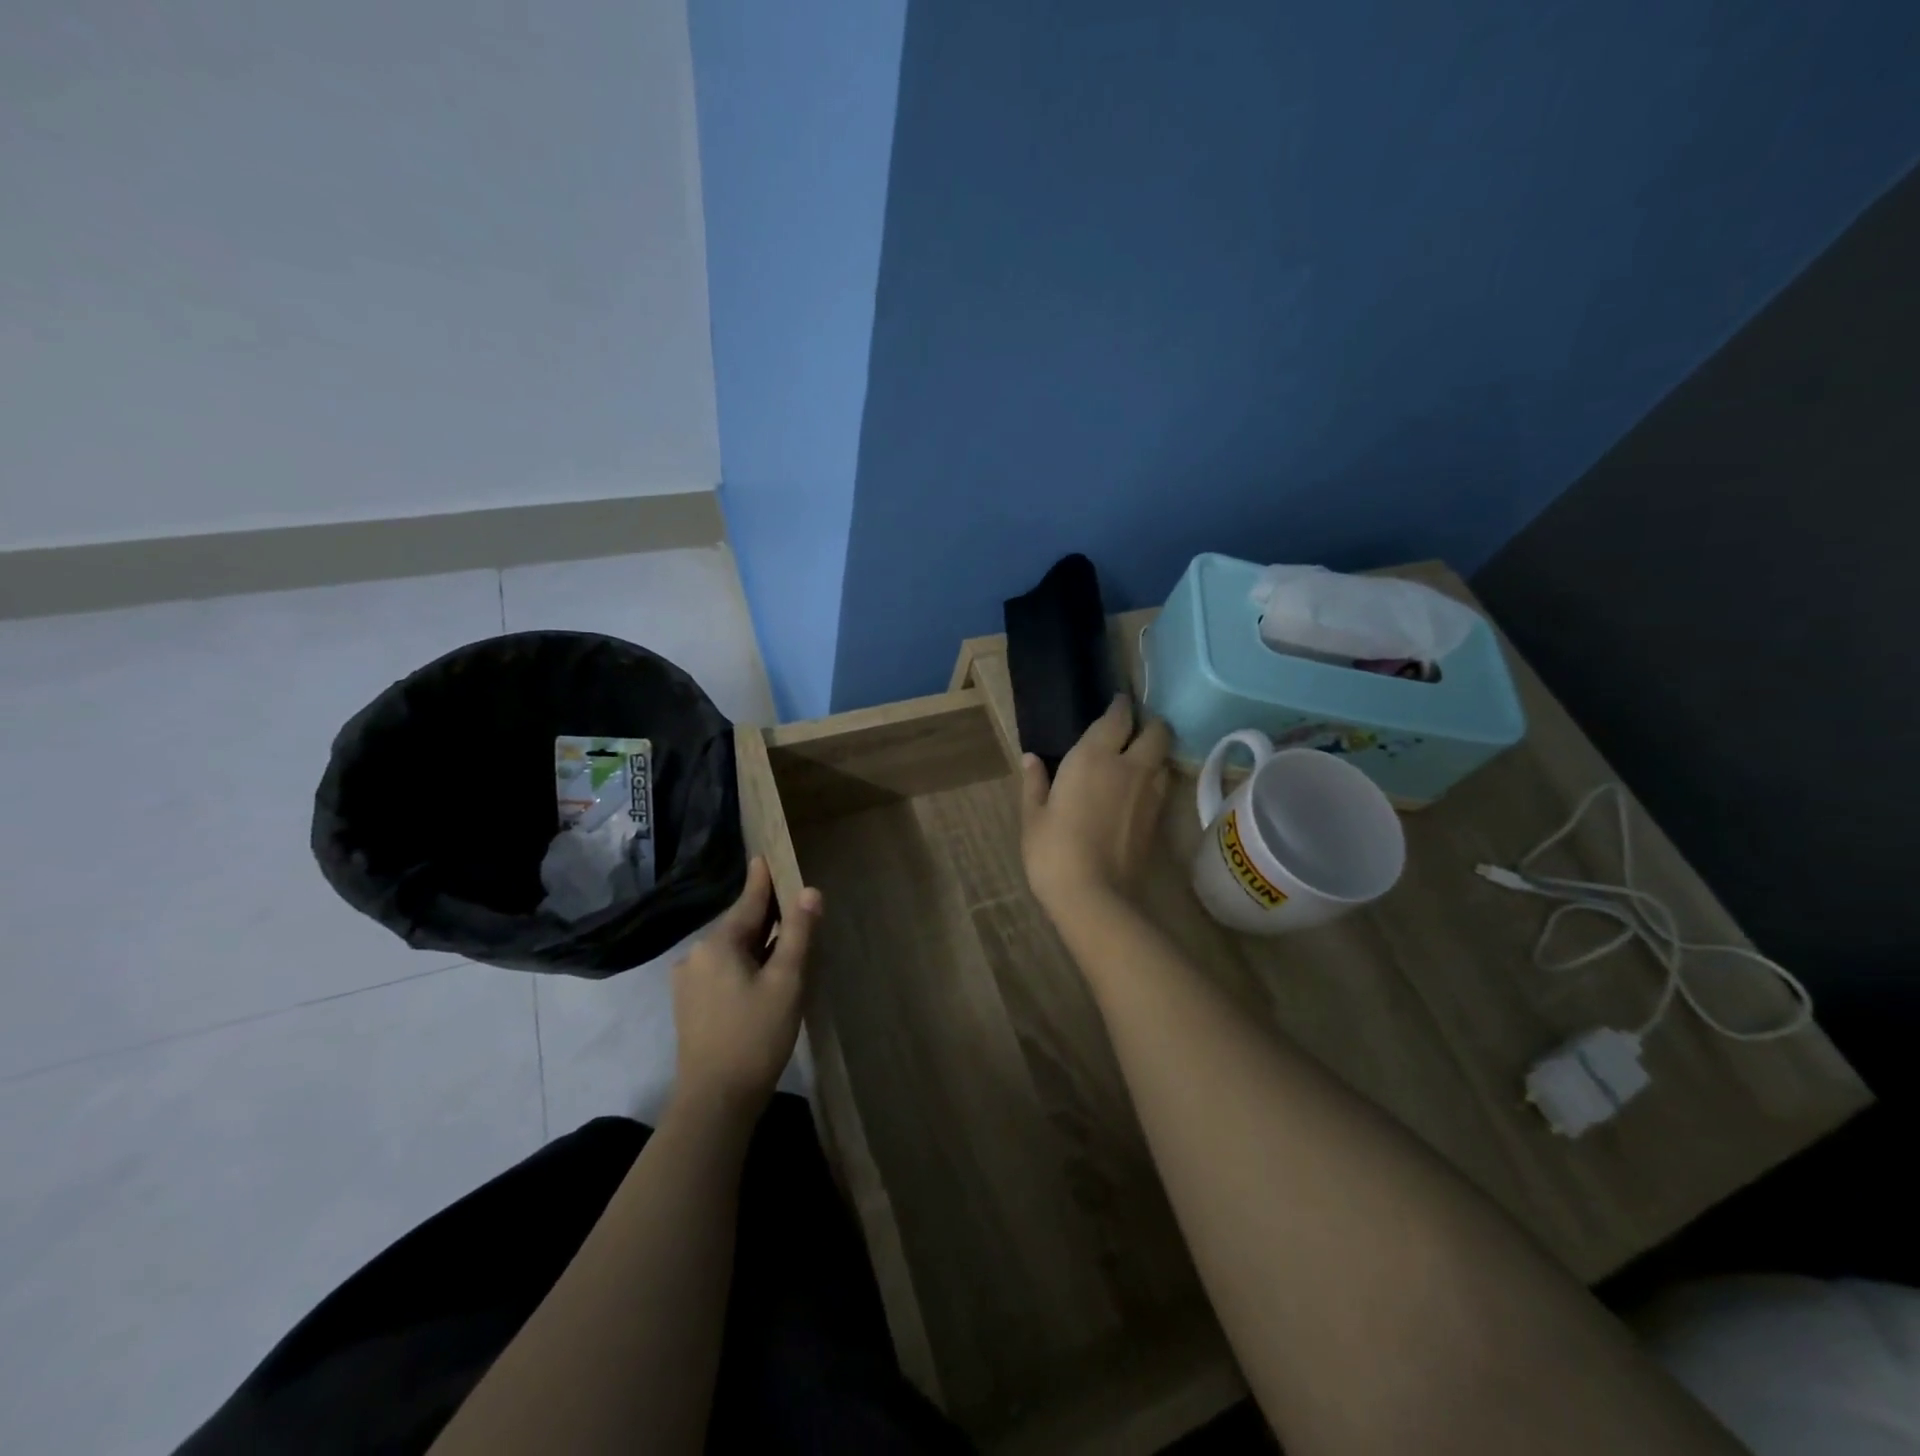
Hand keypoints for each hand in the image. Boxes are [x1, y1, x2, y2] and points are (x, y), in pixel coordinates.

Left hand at [671, 856, 820, 1121]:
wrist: (715, 1101)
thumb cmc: (755, 1035)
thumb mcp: (786, 981)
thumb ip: (797, 933)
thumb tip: (810, 891)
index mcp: (718, 944)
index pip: (748, 901)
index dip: (762, 879)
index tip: (766, 854)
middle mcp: (696, 955)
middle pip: (739, 925)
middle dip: (765, 914)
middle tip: (792, 900)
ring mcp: (689, 982)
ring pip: (731, 950)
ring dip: (757, 942)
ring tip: (785, 938)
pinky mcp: (690, 1005)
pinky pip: (723, 970)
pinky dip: (745, 963)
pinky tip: (763, 974)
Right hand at [1020, 695, 1171, 916]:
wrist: (1095, 897)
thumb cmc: (1053, 852)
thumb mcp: (1034, 817)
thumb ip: (1035, 783)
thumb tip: (1030, 759)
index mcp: (1094, 757)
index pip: (1118, 717)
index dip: (1120, 706)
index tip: (1117, 703)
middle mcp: (1130, 767)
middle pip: (1156, 730)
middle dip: (1148, 723)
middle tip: (1133, 729)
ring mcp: (1150, 793)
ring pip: (1165, 757)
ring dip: (1155, 751)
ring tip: (1138, 757)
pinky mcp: (1159, 819)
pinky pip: (1164, 784)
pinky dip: (1156, 778)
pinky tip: (1139, 790)